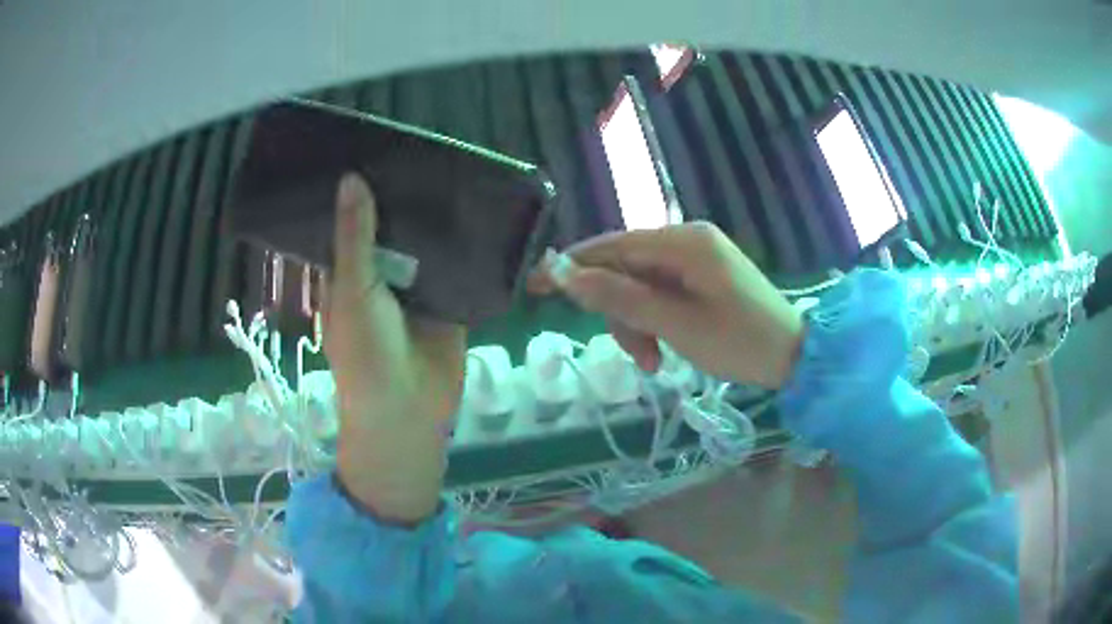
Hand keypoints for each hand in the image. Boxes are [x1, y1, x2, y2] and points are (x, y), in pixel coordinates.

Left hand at [322, 173, 466, 523]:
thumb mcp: (352, 290)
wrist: (409, 410)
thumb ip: (355, 237)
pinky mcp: (449, 299)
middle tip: (422, 150)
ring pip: (425, 245)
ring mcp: (416, 288)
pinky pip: (456, 266)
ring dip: (435, 219)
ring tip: (452, 168)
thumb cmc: (366, 353)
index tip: (371, 150)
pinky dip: (464, 245)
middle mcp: (380, 276)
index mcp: (347, 273)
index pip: (350, 224)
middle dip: (403, 199)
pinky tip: (477, 209)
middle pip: (391, 229)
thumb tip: (351, 178)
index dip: (358, 193)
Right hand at [529, 222, 803, 388]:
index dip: (571, 266)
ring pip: (640, 285)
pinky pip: (660, 292)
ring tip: (654, 361)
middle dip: (618, 311)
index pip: (611, 246)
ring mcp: (695, 258)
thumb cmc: (740, 341)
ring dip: (637, 322)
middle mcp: (686, 240)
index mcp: (683, 242)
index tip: (534, 285)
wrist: (794, 356)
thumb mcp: (676, 324)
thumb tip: (566, 275)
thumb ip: (620, 297)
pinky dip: (654, 320)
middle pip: (624, 268)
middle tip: (637, 355)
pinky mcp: (702, 276)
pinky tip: (664, 348)